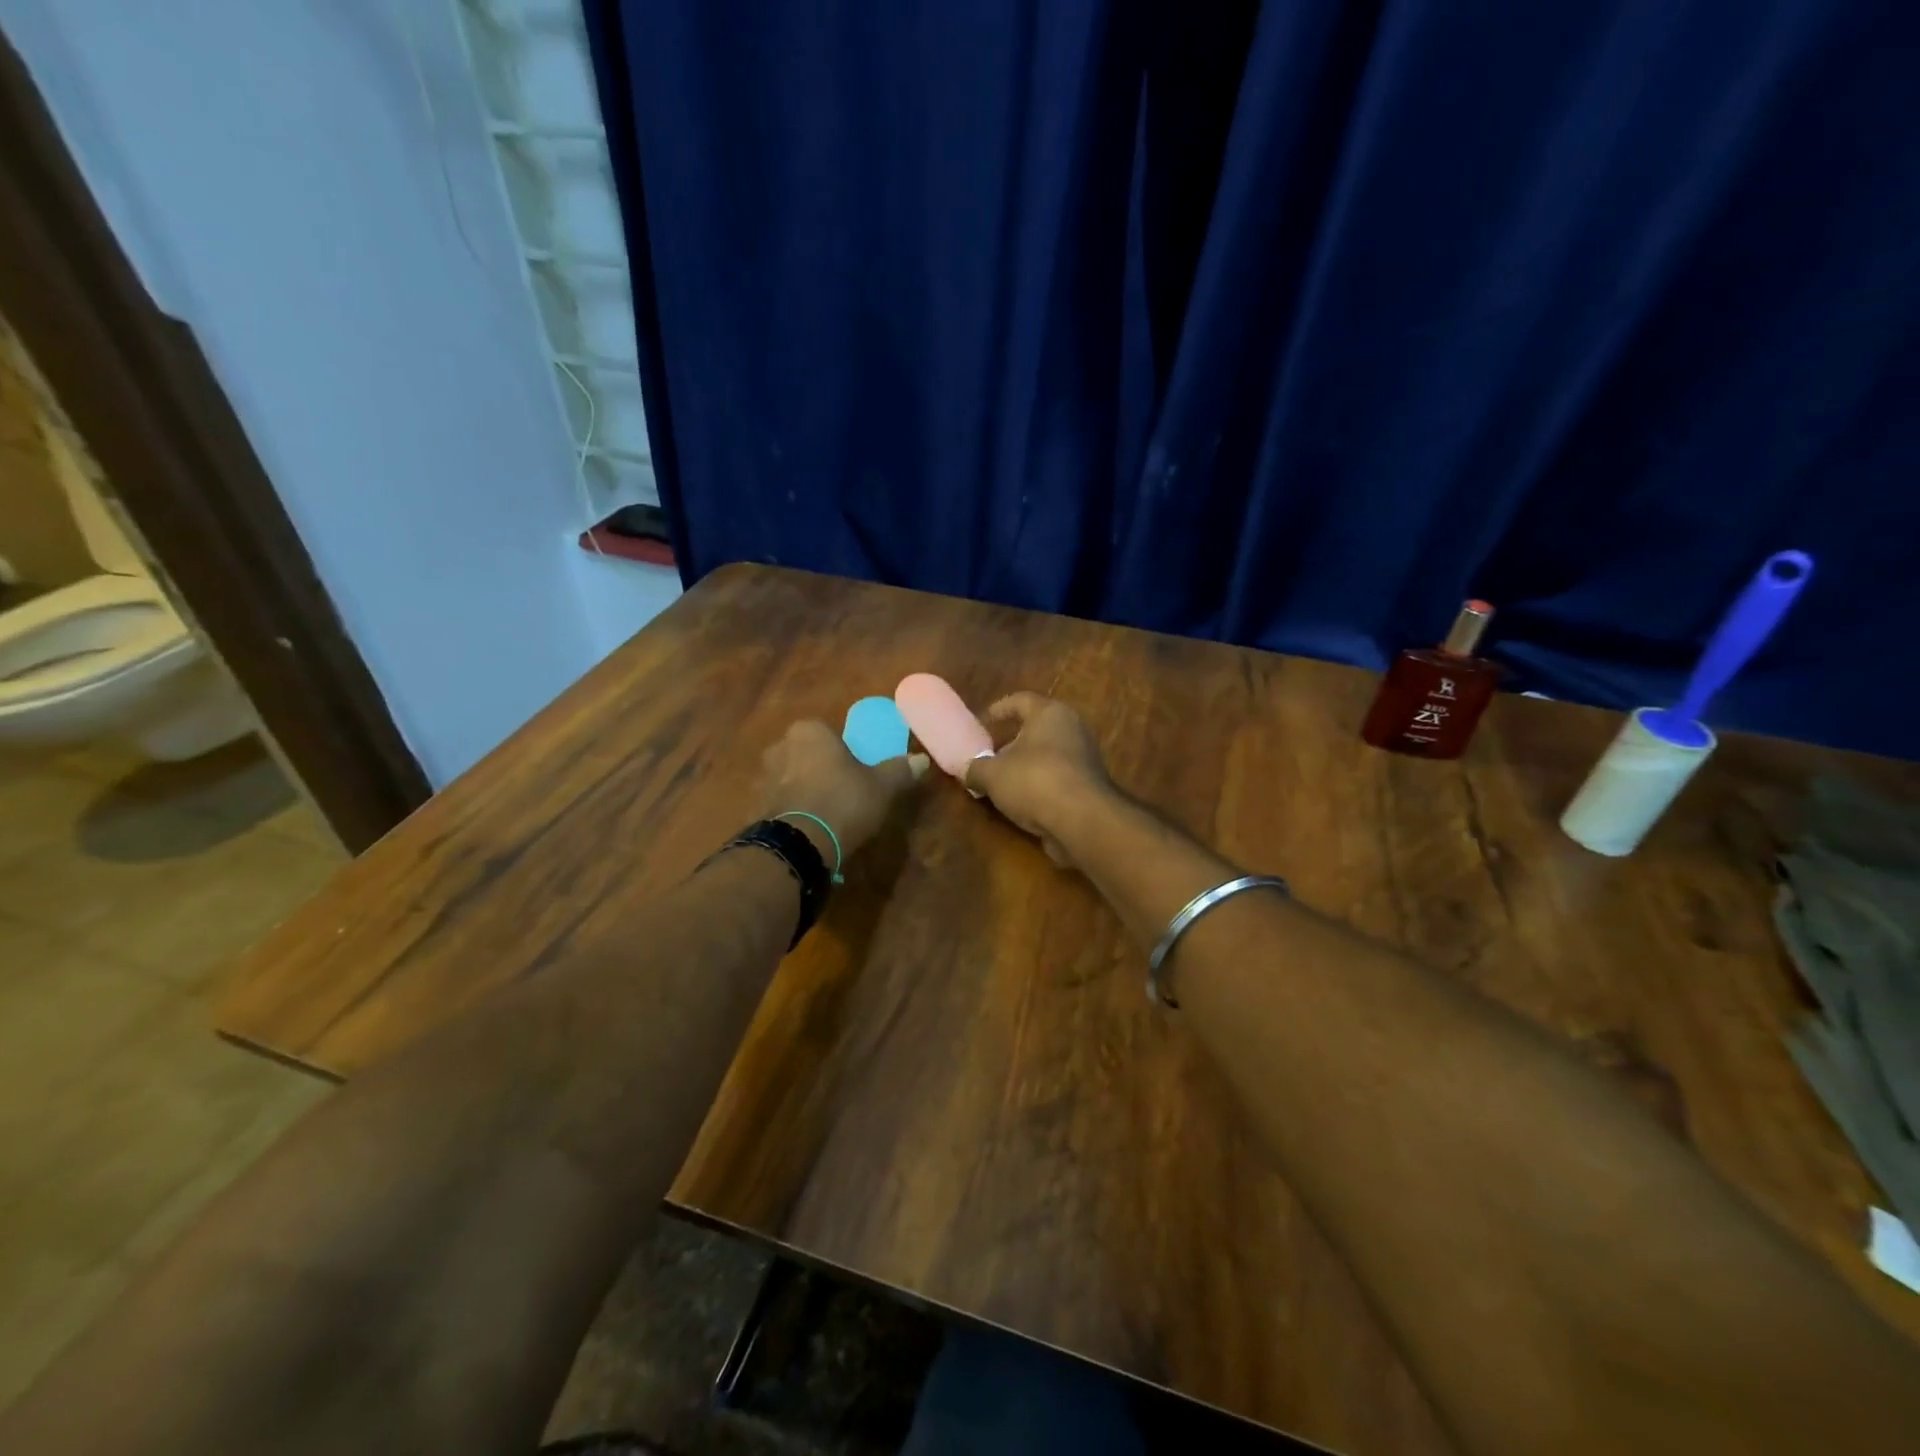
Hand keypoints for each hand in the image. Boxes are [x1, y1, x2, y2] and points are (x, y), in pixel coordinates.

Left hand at [758, 720, 927, 862]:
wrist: (800, 844)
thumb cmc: (844, 800)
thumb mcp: (882, 786)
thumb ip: (899, 770)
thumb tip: (921, 760)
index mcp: (808, 731)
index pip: (827, 733)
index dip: (843, 752)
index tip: (856, 771)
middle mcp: (780, 747)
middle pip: (806, 754)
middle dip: (820, 769)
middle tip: (843, 791)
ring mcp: (763, 778)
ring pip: (790, 778)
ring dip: (804, 791)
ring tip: (827, 815)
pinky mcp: (755, 808)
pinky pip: (781, 804)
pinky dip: (793, 812)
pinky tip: (810, 829)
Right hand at [965, 693, 1113, 865]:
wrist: (1083, 820)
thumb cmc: (1034, 781)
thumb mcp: (992, 774)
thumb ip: (975, 768)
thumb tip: (967, 770)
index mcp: (1049, 713)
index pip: (1020, 700)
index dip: (998, 709)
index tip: (982, 722)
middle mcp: (1072, 727)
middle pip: (1036, 728)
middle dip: (1011, 741)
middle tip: (990, 755)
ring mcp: (1085, 756)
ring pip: (1048, 754)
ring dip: (1026, 766)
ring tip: (1002, 782)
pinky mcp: (1089, 784)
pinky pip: (1058, 776)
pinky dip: (1040, 784)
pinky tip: (1022, 801)